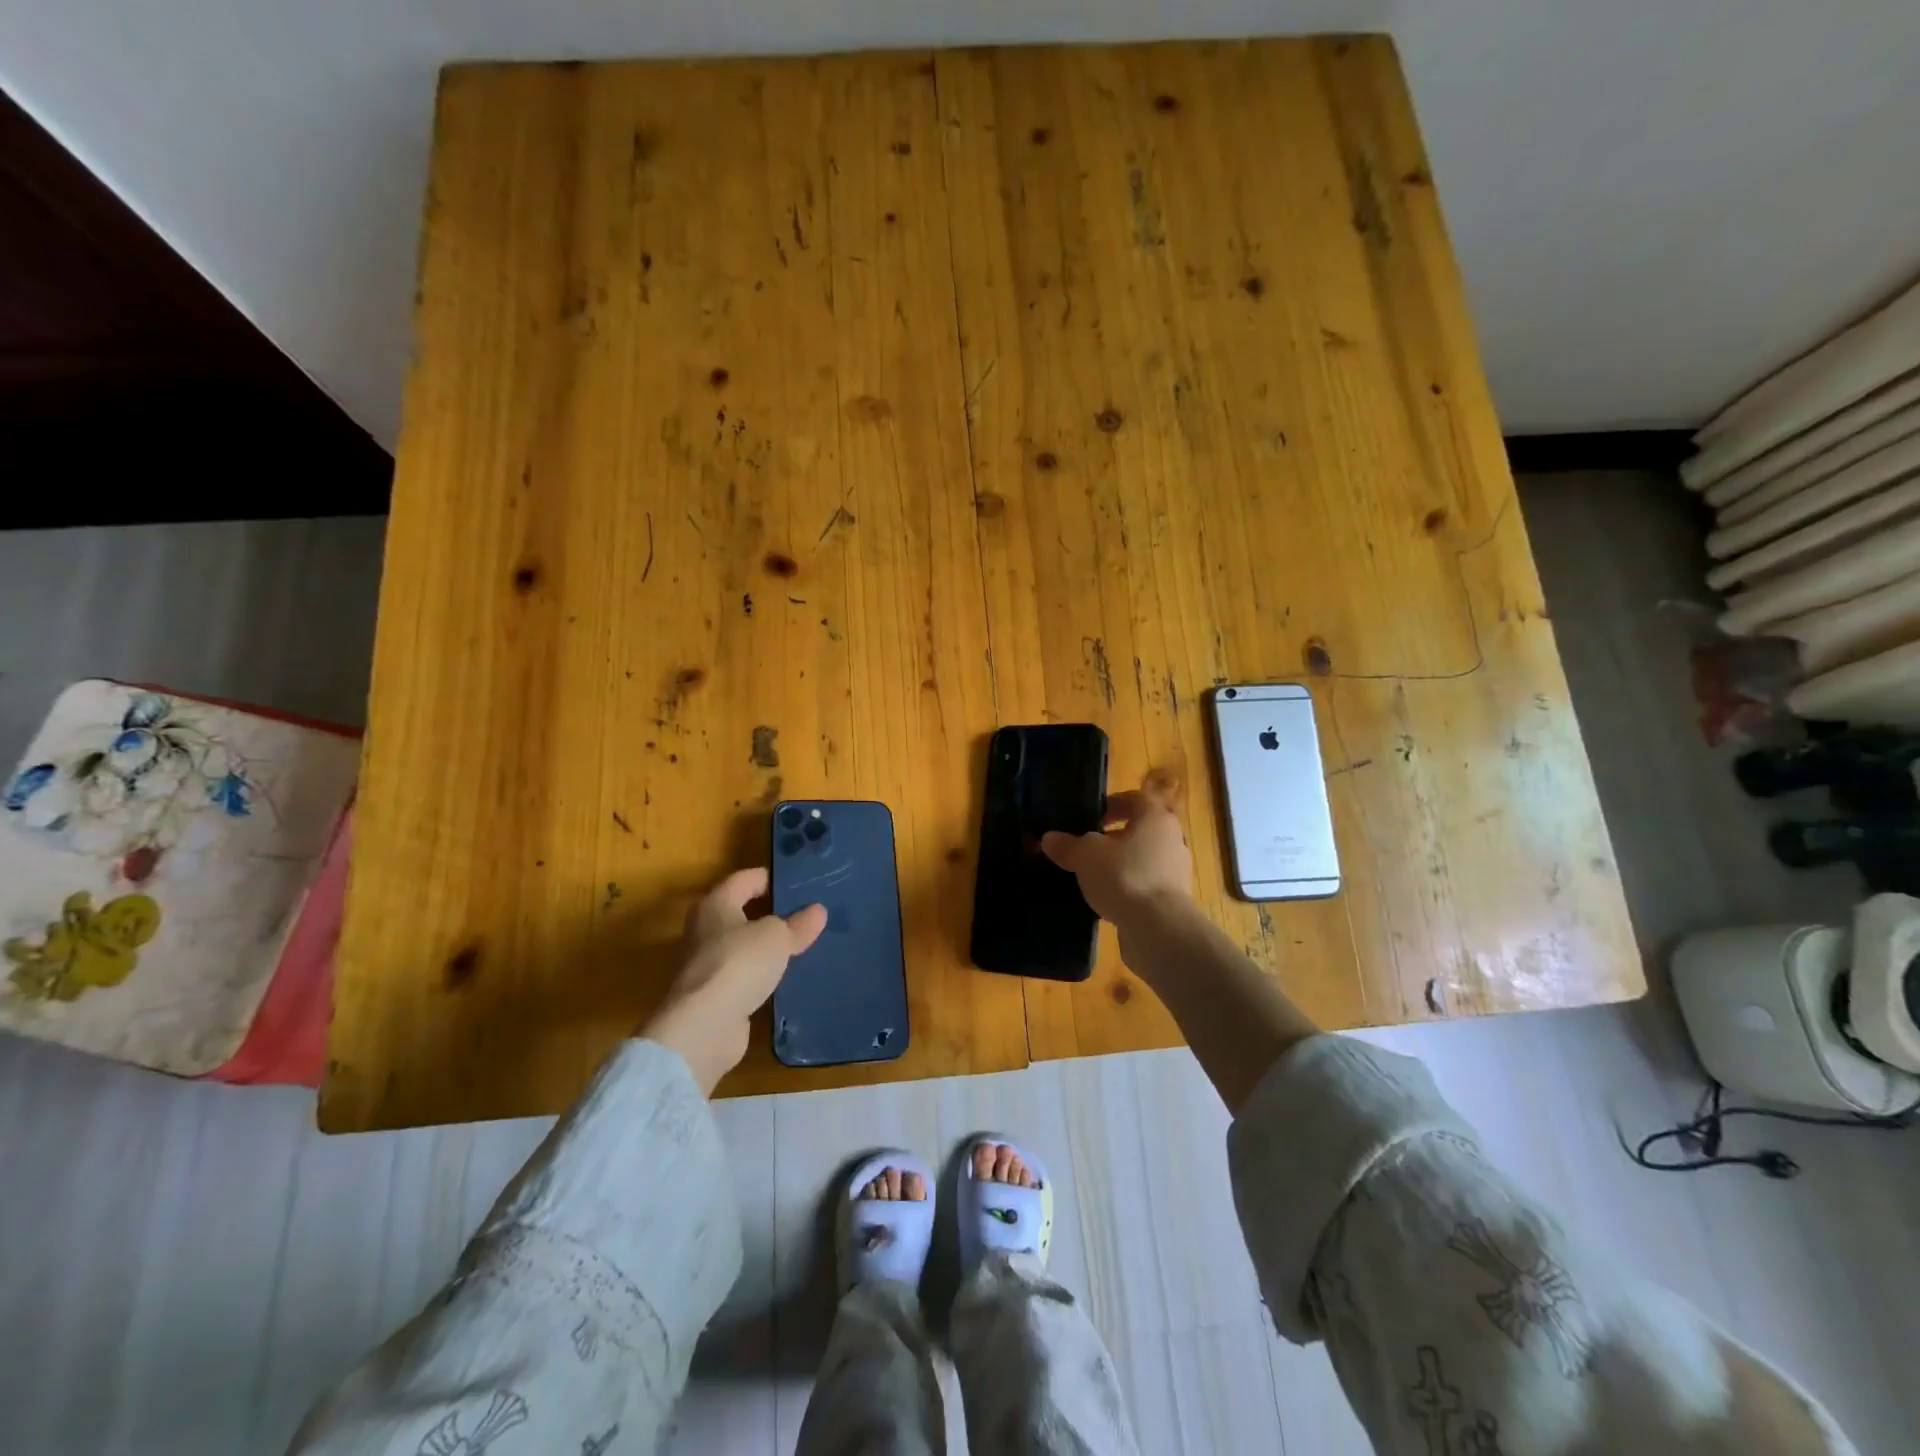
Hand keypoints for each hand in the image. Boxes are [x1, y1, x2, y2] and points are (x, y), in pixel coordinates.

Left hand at [641, 868, 826, 1095]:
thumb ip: (797, 924)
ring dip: (767, 948)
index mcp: (716, 904)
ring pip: (743, 947)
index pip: (746, 879)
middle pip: (742, 912)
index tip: (801, 884)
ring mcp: (707, 965)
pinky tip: (786, 979)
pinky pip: (744, 976)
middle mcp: (705, 930)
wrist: (704, 1027)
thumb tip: (817, 911)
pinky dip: (761, 976)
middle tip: (807, 915)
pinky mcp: (713, 996)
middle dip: (772, 914)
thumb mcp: (777, 937)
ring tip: (802, 946)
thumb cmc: (739, 963)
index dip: (772, 878)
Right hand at [1040, 779, 1192, 930]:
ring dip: (1121, 863)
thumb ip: (1068, 845)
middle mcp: (1172, 839)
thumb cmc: (1125, 876)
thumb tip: (1049, 839)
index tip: (1091, 817)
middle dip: (1114, 837)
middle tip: (1087, 845)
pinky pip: (1146, 884)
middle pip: (1140, 830)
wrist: (1159, 929)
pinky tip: (1107, 898)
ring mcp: (1176, 871)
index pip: (1135, 800)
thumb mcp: (1086, 856)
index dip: (1112, 804)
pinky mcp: (1173, 899)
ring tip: (1093, 874)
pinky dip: (1129, 886)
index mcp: (1155, 818)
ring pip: (1144, 858)